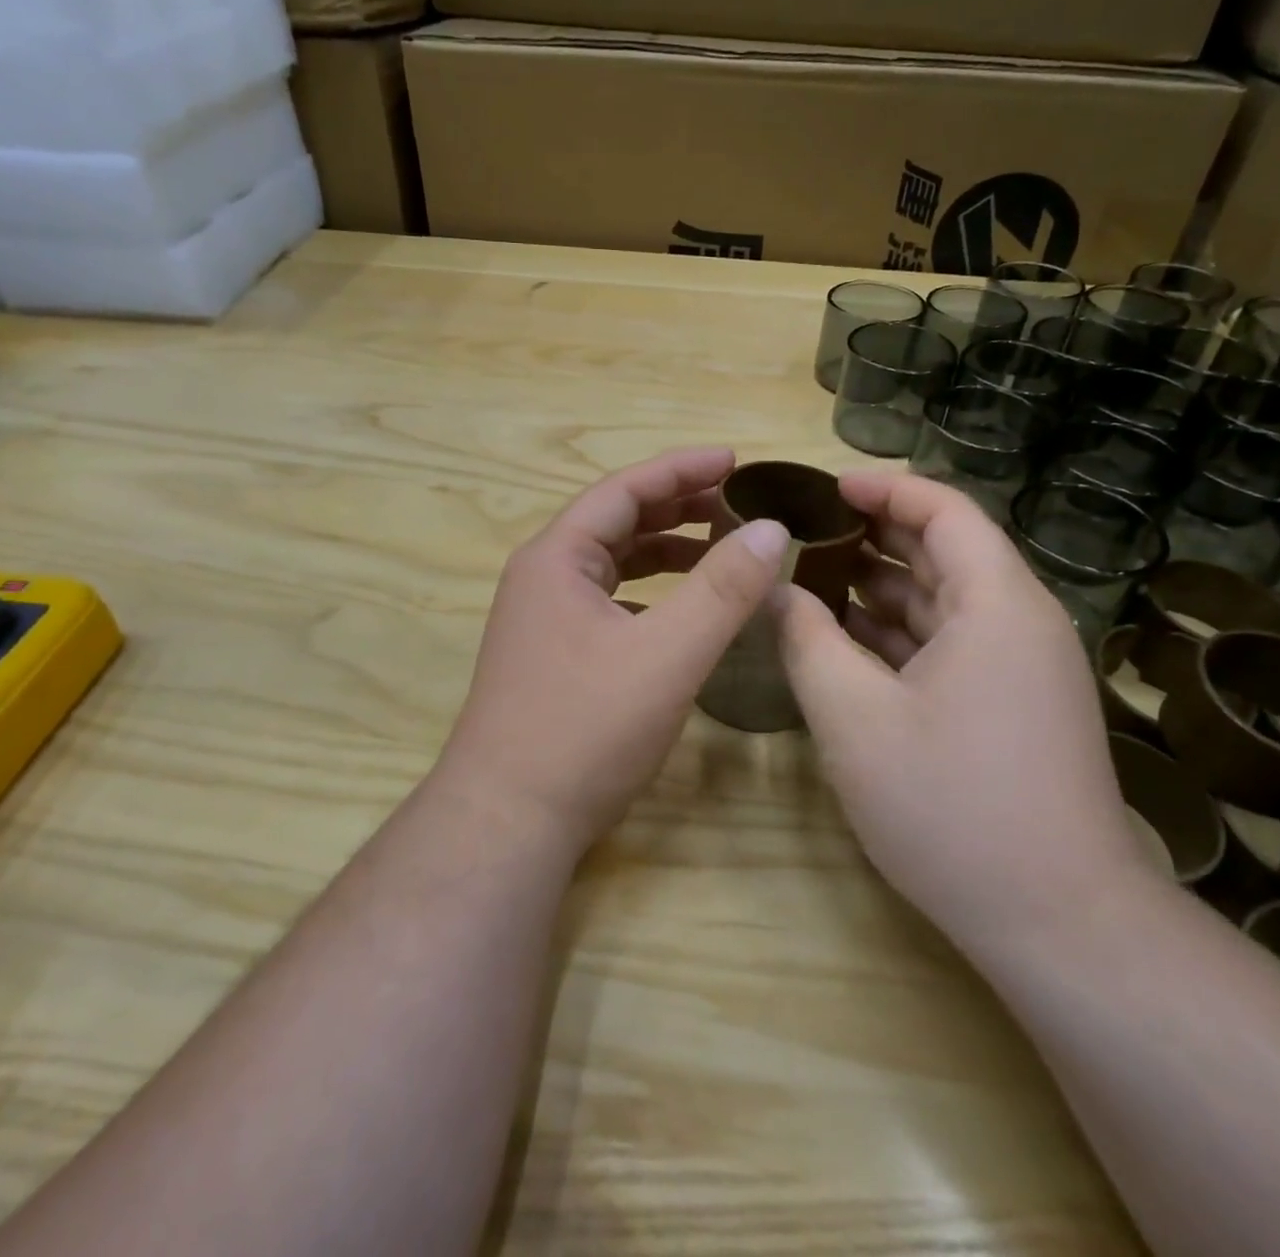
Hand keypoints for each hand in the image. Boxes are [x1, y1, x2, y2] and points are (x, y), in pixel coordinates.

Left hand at [438, 447, 789, 851]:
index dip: (682, 468)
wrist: (508, 821)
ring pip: (613, 564)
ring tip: (721, 547)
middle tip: (738, 503)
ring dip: (666, 550)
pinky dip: (651, 592)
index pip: (625, 489)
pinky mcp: (553, 655)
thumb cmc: (585, 729)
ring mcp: (543, 618)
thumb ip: (723, 589)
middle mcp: (543, 577)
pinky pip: (609, 602)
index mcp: (558, 557)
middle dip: (678, 506)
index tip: (736, 459)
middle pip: (617, 521)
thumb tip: (772, 528)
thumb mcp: (667, 655)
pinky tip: (682, 610)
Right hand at [773, 472, 1155, 954]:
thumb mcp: (853, 717)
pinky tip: (847, 641)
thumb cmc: (950, 806)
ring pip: (944, 602)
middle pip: (945, 552)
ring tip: (811, 578)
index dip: (883, 489)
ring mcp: (1021, 668)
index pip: (944, 511)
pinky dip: (899, 633)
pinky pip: (950, 645)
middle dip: (873, 536)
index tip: (824, 488)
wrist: (1058, 923)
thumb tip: (775, 589)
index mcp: (996, 604)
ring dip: (880, 587)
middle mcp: (1019, 622)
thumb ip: (806, 639)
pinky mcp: (1013, 706)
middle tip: (803, 532)